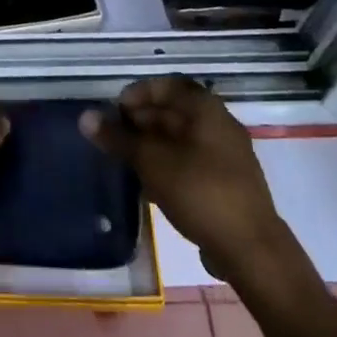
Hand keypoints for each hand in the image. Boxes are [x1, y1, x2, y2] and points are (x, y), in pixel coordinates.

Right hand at [83, 77, 284, 283]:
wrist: (251, 250)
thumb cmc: (199, 192)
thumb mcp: (151, 162)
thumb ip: (118, 138)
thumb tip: (85, 118)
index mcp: (205, 109)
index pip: (166, 85)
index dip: (137, 94)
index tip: (114, 112)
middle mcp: (219, 124)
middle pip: (173, 111)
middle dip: (140, 122)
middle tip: (113, 139)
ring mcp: (227, 155)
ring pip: (181, 139)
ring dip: (152, 146)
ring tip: (125, 163)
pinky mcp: (228, 183)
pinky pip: (191, 162)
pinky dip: (168, 166)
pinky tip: (148, 187)